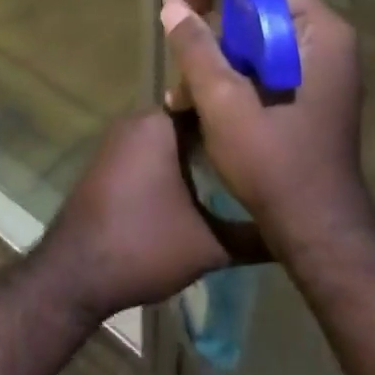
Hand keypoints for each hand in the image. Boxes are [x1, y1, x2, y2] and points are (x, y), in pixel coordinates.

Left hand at [35, 111, 266, 320]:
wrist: (75, 274)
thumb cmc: (142, 246)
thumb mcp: (210, 245)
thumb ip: (255, 234)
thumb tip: (298, 228)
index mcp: (159, 124)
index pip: (212, 101)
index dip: (243, 114)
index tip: (275, 127)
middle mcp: (138, 121)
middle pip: (194, 118)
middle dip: (227, 134)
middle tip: (267, 152)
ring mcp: (121, 141)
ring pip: (174, 136)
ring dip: (203, 151)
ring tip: (246, 170)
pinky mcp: (112, 162)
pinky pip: (155, 150)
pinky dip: (179, 162)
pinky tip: (206, 186)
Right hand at [160, 0, 374, 244]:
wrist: (315, 230)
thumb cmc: (274, 162)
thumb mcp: (224, 102)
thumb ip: (196, 48)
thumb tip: (172, 6)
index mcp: (320, 35)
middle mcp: (324, 44)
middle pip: (262, 6)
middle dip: (211, 14)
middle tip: (172, 15)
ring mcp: (315, 71)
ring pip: (256, 39)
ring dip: (213, 49)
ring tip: (176, 72)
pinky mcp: (302, 95)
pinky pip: (260, 66)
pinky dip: (227, 74)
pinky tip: (190, 98)